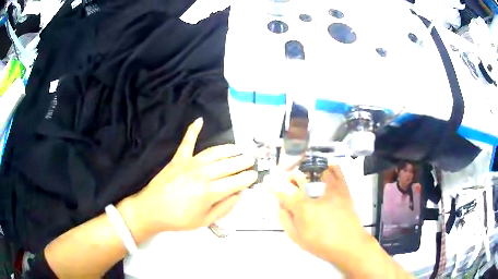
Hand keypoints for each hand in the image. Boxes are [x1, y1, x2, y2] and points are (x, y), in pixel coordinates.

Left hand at [134, 118, 256, 232]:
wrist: (152, 209)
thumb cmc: (179, 218)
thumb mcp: (205, 221)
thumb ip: (225, 207)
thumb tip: (238, 194)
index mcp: (210, 191)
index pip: (236, 181)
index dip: (248, 178)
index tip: (254, 175)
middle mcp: (203, 174)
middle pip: (229, 164)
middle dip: (243, 161)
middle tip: (251, 159)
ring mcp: (190, 163)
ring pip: (214, 152)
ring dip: (228, 149)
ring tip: (238, 149)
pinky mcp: (178, 158)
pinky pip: (187, 142)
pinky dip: (193, 130)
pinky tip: (199, 120)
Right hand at [265, 165, 368, 264]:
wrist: (349, 244)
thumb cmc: (321, 243)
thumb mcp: (297, 236)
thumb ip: (285, 218)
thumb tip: (280, 203)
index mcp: (303, 207)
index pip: (283, 190)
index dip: (273, 184)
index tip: (267, 179)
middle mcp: (317, 193)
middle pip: (299, 175)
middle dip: (289, 176)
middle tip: (288, 182)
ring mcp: (332, 188)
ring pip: (316, 169)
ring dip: (306, 170)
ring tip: (304, 175)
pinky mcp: (344, 188)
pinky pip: (336, 170)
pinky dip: (329, 166)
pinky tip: (325, 168)